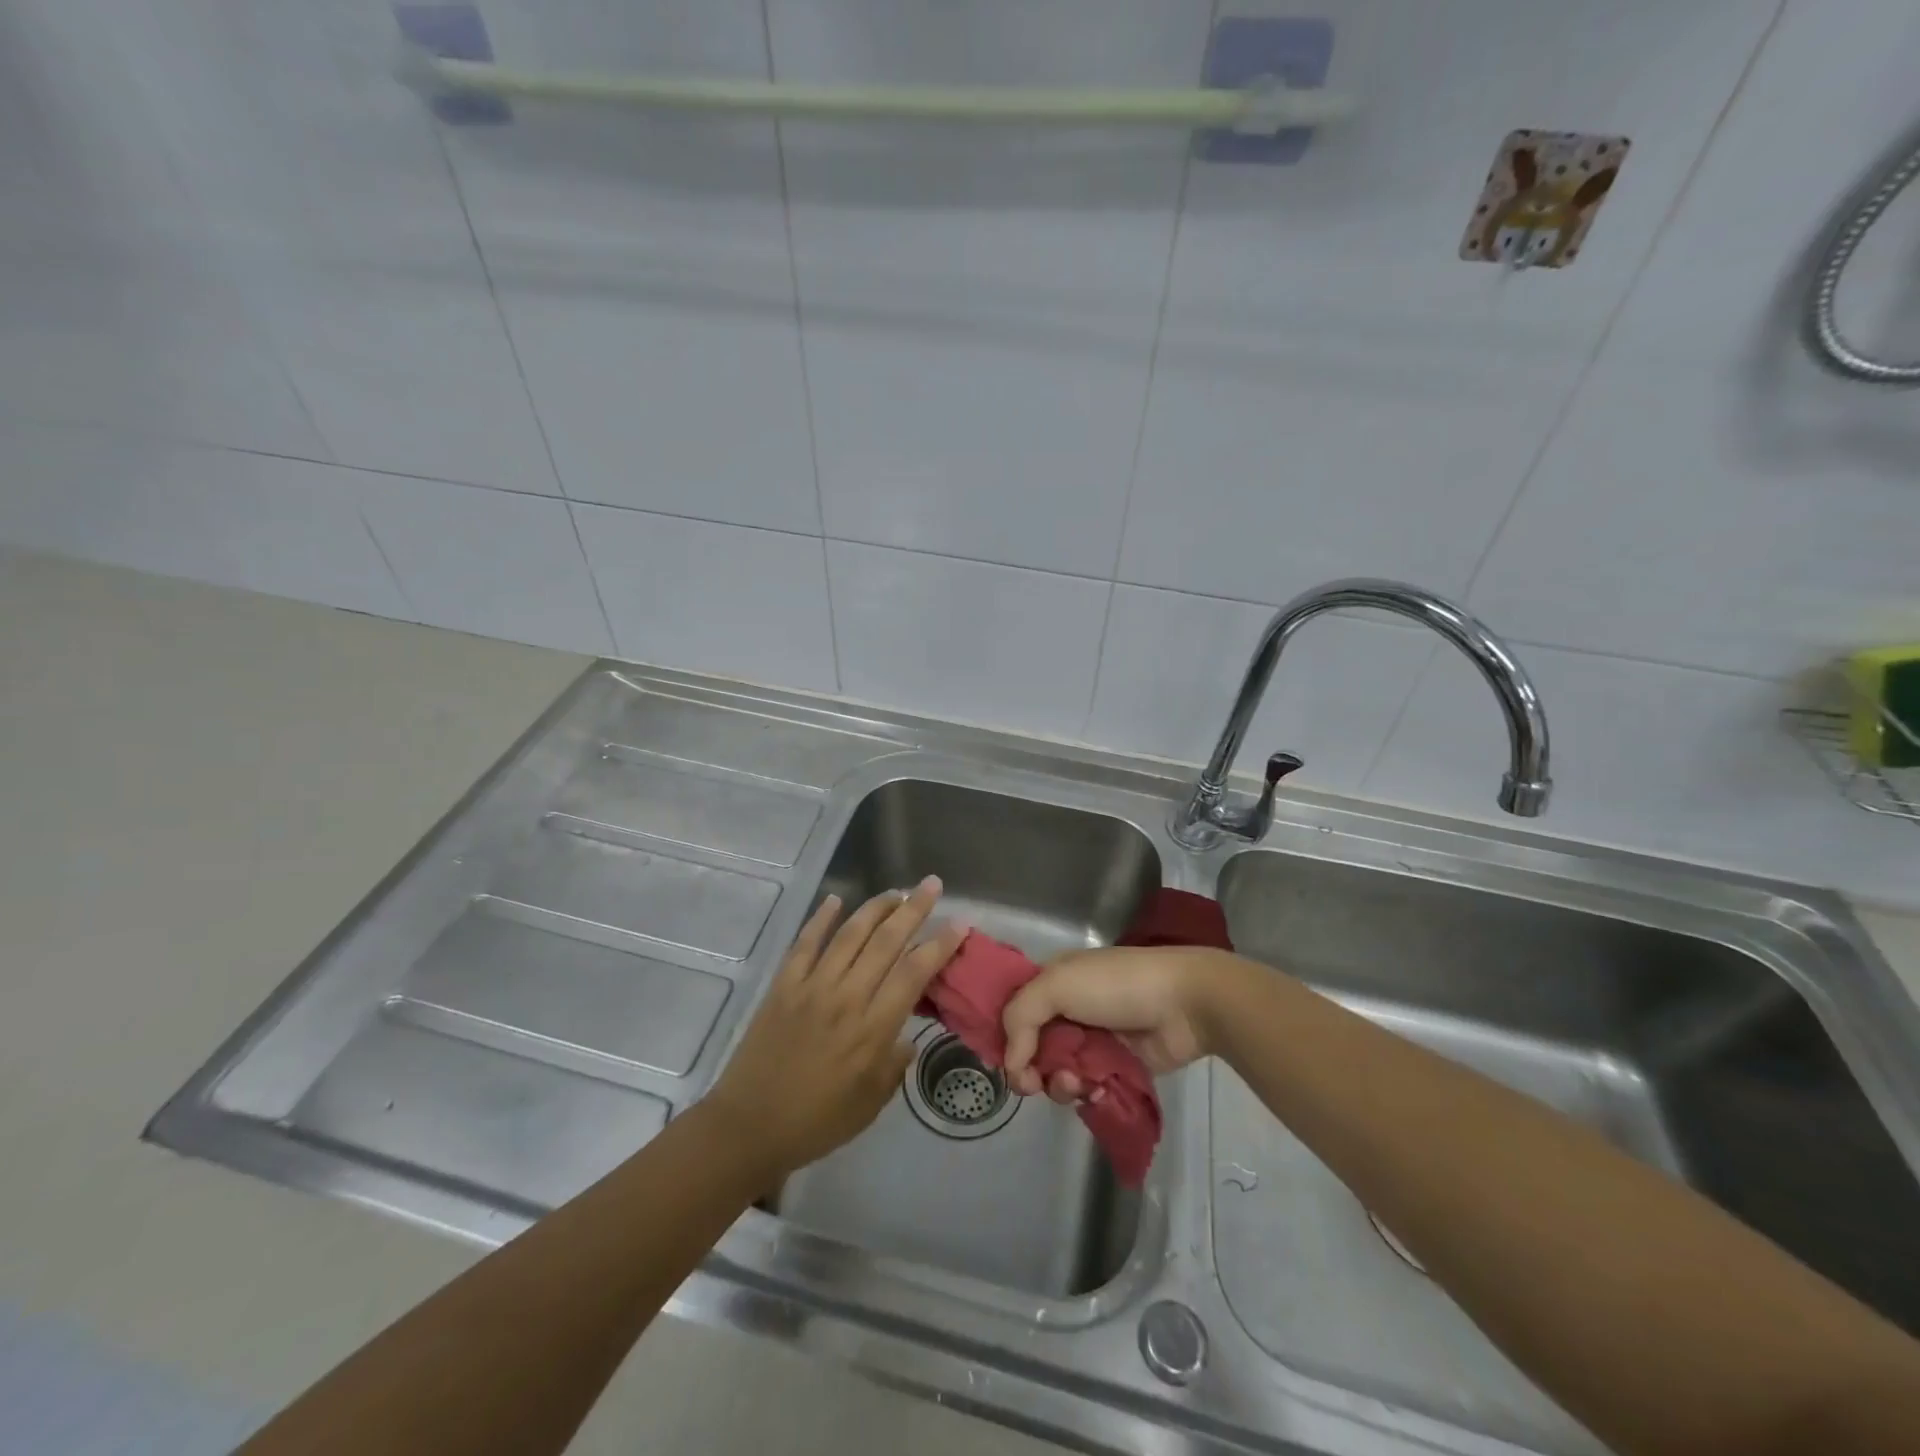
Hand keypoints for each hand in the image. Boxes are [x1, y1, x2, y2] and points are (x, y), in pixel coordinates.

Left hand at [705, 879, 964, 1178]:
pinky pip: (805, 943)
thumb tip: (907, 1039)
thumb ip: (894, 1066)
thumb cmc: (817, 1121)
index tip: (959, 923)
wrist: (749, 1127)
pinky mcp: (783, 986)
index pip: (914, 973)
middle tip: (931, 885)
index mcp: (872, 1030)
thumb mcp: (870, 1104)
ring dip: (875, 908)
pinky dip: (820, 918)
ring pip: (849, 934)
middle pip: (886, 942)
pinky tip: (835, 899)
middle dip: (913, 910)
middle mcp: (846, 998)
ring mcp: (812, 987)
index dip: (939, 945)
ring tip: (895, 892)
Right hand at [1001, 946, 1236, 1102]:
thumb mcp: (1058, 985)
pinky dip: (1085, 1091)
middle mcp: (1069, 1008)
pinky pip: (1088, 1085)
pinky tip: (1093, 1090)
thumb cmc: (1117, 985)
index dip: (1004, 1036)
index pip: (1014, 1009)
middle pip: (1032, 1046)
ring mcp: (1094, 1038)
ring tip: (1076, 1083)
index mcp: (1053, 980)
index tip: (1003, 1061)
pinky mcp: (1117, 1066)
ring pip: (1058, 1070)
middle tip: (1033, 1083)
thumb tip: (1011, 1063)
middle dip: (1030, 1067)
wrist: (1184, 1003)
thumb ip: (1021, 1017)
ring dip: (1059, 1082)